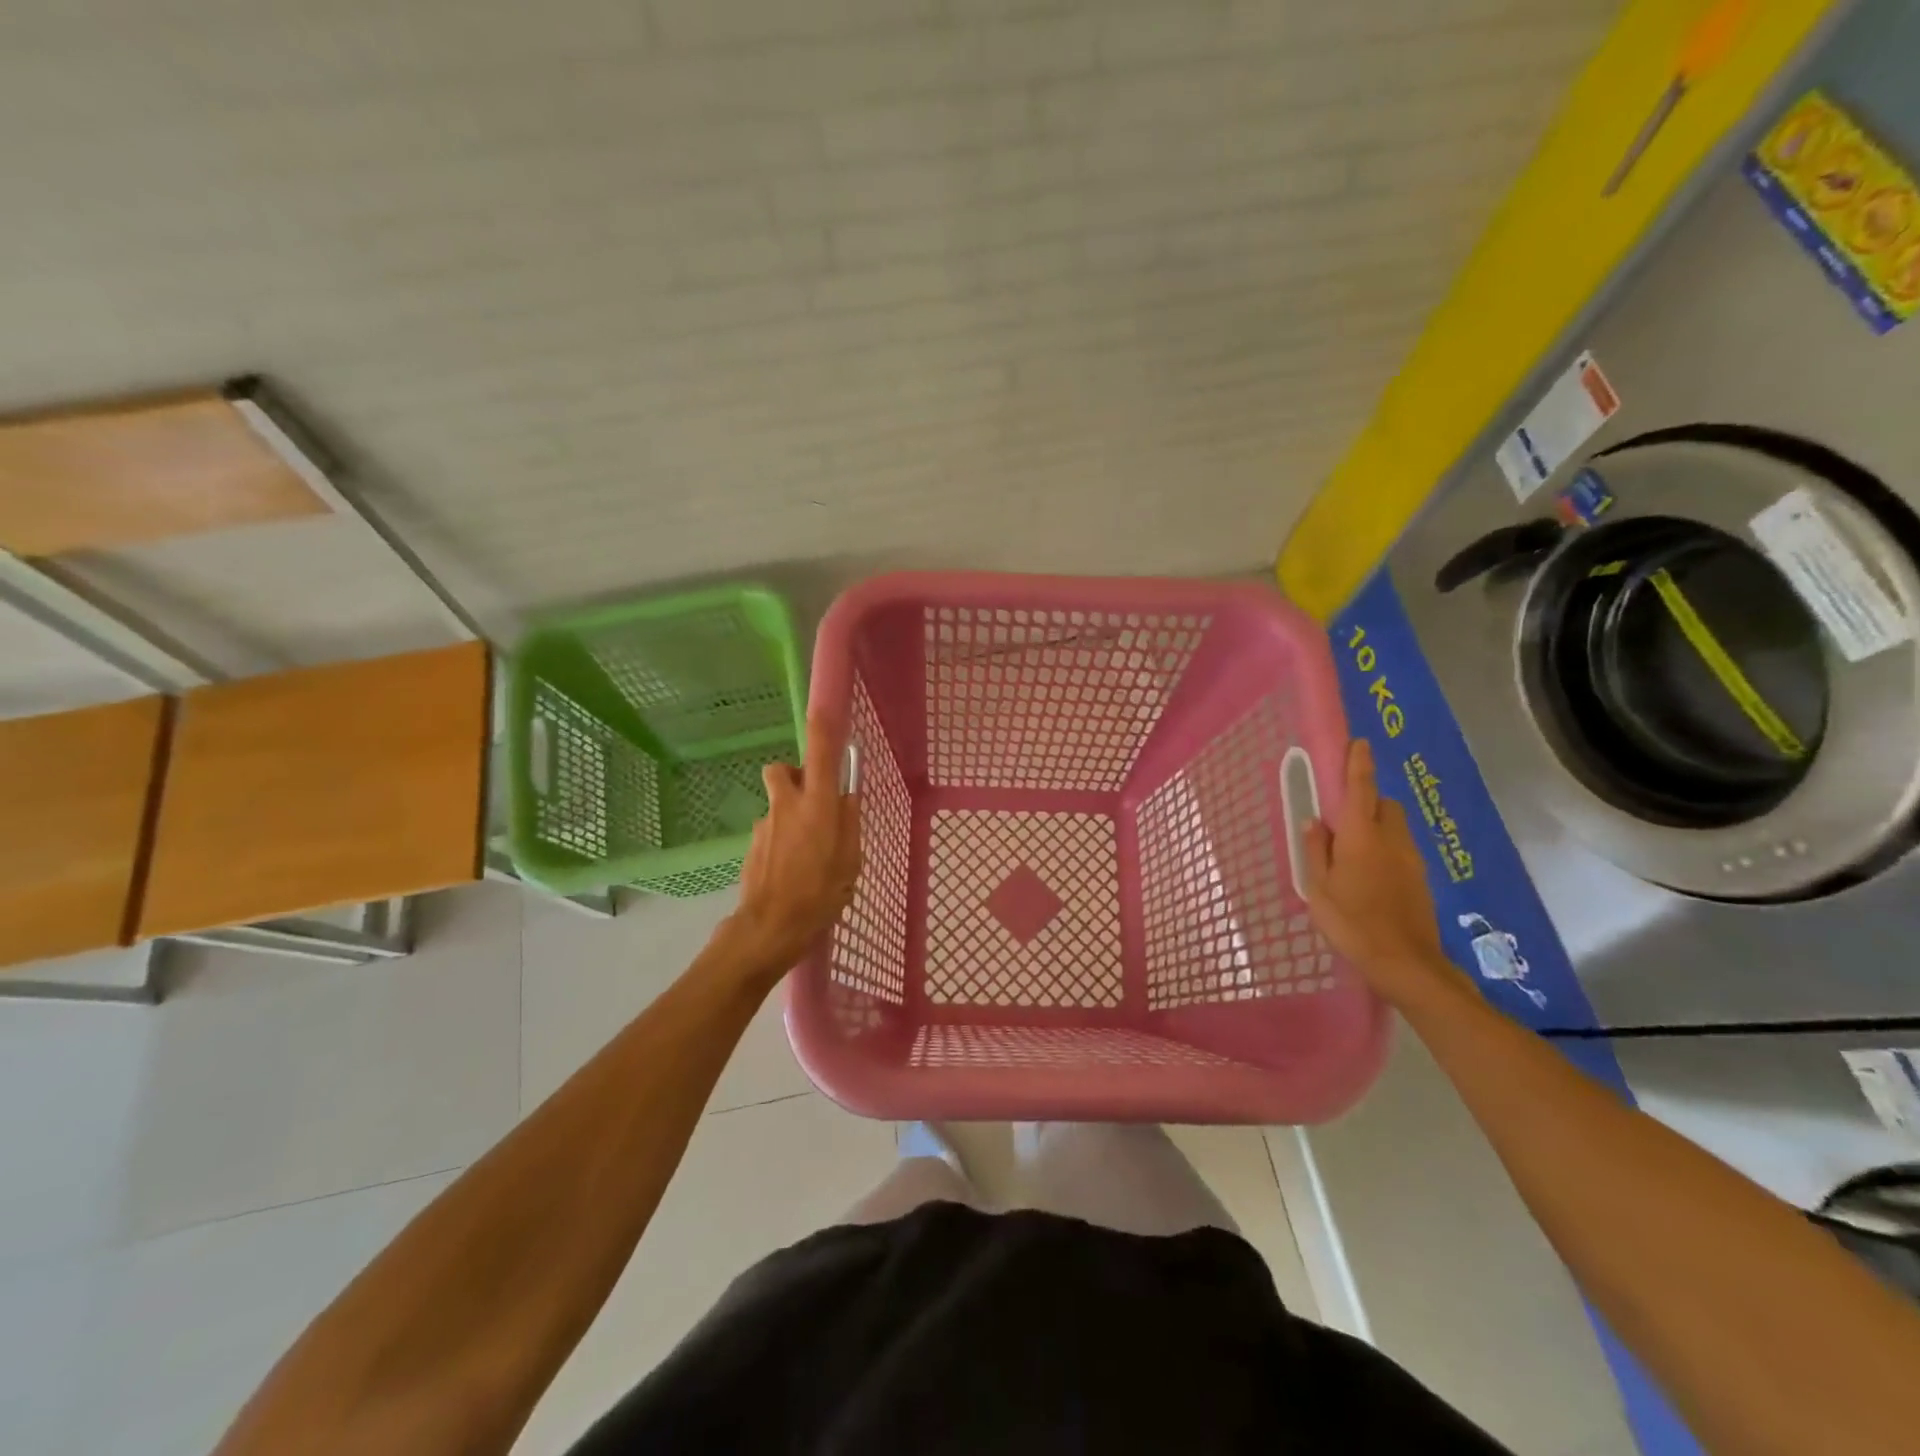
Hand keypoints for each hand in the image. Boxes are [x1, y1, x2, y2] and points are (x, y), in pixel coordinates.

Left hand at [722, 715, 861, 980]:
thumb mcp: (850, 860)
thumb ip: (849, 822)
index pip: (819, 751)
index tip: (825, 707)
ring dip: (792, 816)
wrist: (769, 928)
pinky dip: (782, 839)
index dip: (822, 725)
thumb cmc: (820, 894)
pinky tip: (792, 870)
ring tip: (809, 854)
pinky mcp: (752, 844)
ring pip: (779, 804)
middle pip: (783, 770)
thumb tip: (845, 796)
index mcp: (817, 804)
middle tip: (816, 804)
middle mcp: (787, 804)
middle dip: (796, 777)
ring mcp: (765, 823)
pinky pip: (772, 829)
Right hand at [1300, 738, 1461, 1005]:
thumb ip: (1316, 851)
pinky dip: (1386, 849)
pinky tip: (1370, 876)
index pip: (1361, 789)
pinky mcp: (1421, 880)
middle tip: (1343, 817)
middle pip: (1385, 805)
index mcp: (1362, 837)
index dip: (1359, 764)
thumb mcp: (1319, 888)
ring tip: (1352, 852)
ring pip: (1395, 827)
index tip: (1359, 742)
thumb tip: (1314, 821)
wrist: (1406, 963)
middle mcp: (1391, 841)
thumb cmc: (1352, 923)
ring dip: (1377, 826)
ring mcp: (1411, 860)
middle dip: (1368, 800)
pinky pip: (1401, 850)